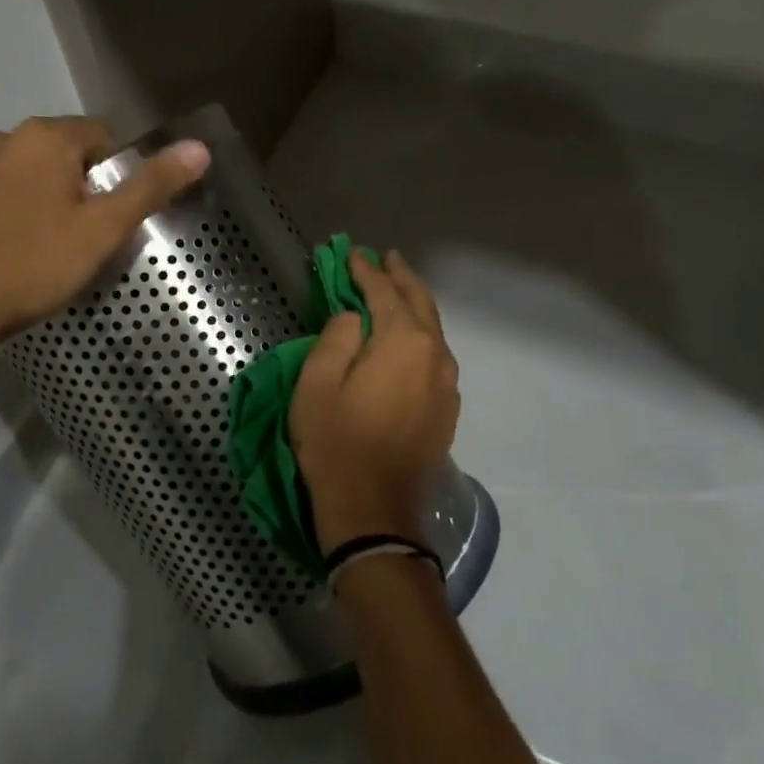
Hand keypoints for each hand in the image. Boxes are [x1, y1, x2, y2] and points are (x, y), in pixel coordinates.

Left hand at [0, 116, 209, 357]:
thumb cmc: (35, 265)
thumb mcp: (103, 230)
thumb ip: (151, 186)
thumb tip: (200, 148)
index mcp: (45, 137)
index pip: (103, 137)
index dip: (118, 175)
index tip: (115, 216)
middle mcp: (3, 138)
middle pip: (63, 153)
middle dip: (80, 185)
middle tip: (87, 236)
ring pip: (27, 173)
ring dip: (44, 196)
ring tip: (49, 244)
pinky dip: (11, 210)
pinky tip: (13, 247)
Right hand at [289, 251, 459, 553]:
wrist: (374, 508)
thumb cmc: (336, 442)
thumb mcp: (317, 384)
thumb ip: (336, 338)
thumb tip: (354, 318)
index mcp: (403, 342)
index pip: (385, 292)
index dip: (366, 271)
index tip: (352, 254)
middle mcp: (435, 355)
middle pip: (420, 304)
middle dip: (401, 278)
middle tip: (386, 258)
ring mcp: (447, 384)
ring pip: (433, 330)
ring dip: (414, 305)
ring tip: (398, 290)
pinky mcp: (447, 408)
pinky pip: (436, 356)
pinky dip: (421, 336)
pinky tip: (409, 339)